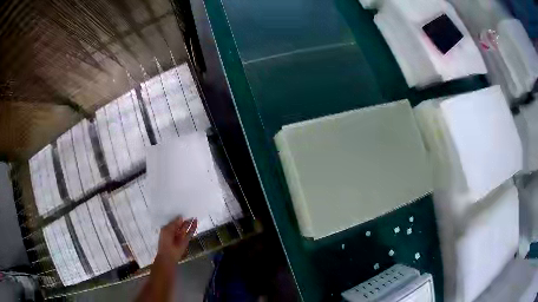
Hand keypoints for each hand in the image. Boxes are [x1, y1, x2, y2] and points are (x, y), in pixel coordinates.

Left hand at [156, 217, 197, 263]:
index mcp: (168, 229)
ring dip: (190, 223)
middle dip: (185, 220)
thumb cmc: (165, 242)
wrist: (169, 255)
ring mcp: (181, 236)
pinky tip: (196, 222)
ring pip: (186, 228)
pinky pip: (190, 233)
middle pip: (181, 225)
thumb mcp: (167, 230)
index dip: (179, 218)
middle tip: (190, 213)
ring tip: (195, 217)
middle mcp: (175, 232)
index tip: (183, 211)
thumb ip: (174, 224)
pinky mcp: (186, 240)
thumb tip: (180, 217)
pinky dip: (193, 228)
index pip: (174, 222)